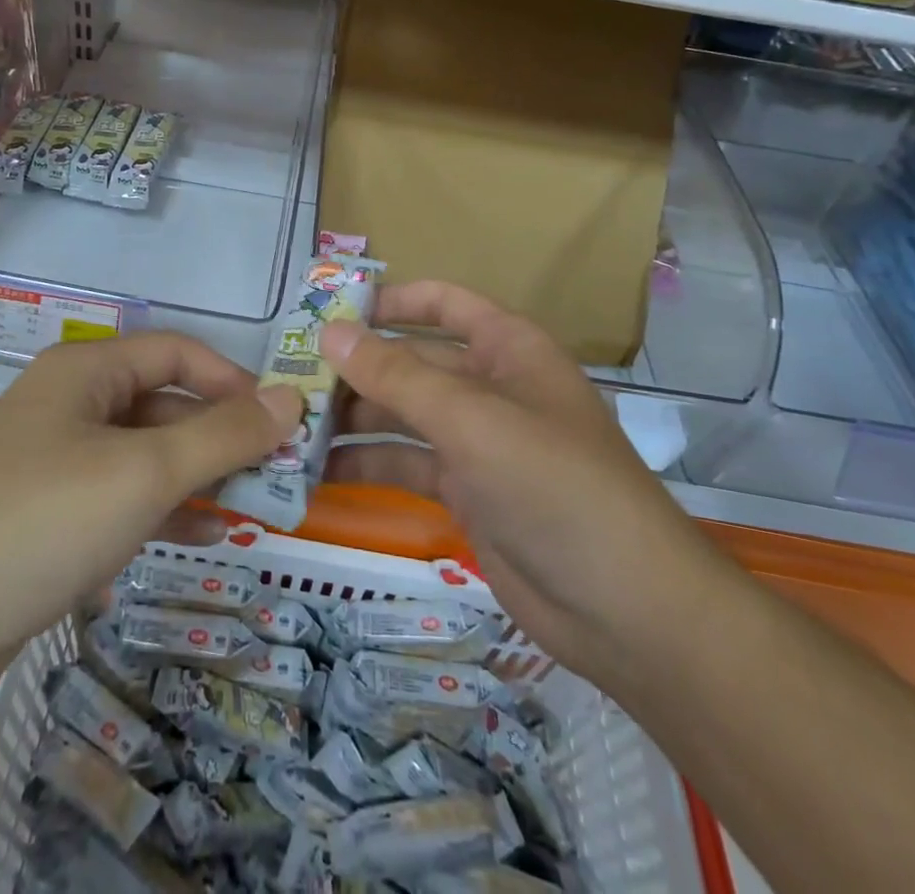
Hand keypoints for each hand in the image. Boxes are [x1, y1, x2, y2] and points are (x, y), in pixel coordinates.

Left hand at [0, 334, 301, 730]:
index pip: (175, 352)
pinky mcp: (46, 517)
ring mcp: (54, 462)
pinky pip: (119, 498)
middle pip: (162, 404)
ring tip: (253, 510)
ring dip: (197, 477)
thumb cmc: (39, 522)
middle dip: (219, 436)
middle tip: (276, 475)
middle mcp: (69, 405)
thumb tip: (290, 397)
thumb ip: (222, 436)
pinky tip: (202, 539)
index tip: (279, 420)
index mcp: (86, 372)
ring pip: (143, 455)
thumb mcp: (143, 473)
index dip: (231, 379)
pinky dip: (162, 510)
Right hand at [320, 281, 729, 684]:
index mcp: (506, 348)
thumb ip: (397, 376)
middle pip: (410, 362)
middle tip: (287, 382)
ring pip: (401, 415)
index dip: (389, 301)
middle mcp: (489, 387)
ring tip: (290, 428)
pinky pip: (405, 464)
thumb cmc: (555, 486)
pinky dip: (366, 465)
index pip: (442, 303)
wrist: (627, 612)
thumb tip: (329, 332)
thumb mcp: (472, 420)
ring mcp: (476, 442)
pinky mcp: (465, 492)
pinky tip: (317, 474)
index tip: (329, 314)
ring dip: (351, 420)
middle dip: (354, 370)